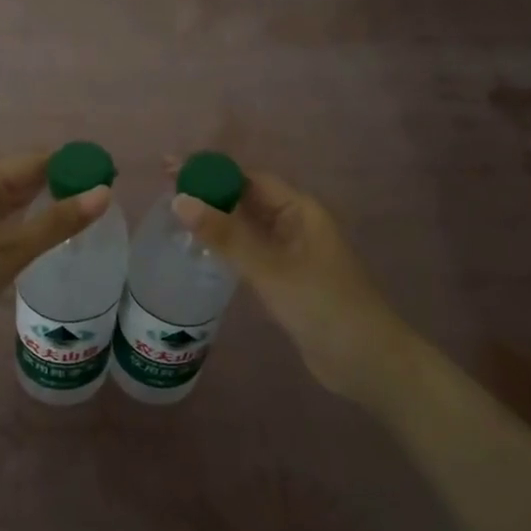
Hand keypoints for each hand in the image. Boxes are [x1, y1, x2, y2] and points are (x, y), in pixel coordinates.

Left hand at [0, 152, 109, 366]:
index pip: (44, 159)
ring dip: (48, 205)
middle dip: (66, 185)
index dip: (78, 166)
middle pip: (31, 175)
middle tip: (107, 203)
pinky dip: (29, 223)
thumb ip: (58, 221)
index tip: (113, 180)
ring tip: (87, 219)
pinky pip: (5, 218)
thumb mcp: (10, 249)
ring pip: (18, 198)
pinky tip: (48, 237)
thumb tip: (104, 192)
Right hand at [173, 172, 408, 404]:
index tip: (170, 168)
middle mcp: (296, 224)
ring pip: (247, 226)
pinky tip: (201, 250)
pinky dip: (226, 246)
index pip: (248, 178)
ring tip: (174, 216)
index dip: (210, 171)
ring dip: (215, 219)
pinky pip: (250, 251)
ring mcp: (292, 253)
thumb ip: (225, 235)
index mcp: (300, 210)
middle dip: (209, 192)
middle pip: (247, 198)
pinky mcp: (286, 279)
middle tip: (163, 191)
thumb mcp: (270, 269)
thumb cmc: (323, 306)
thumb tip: (180, 200)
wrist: (367, 362)